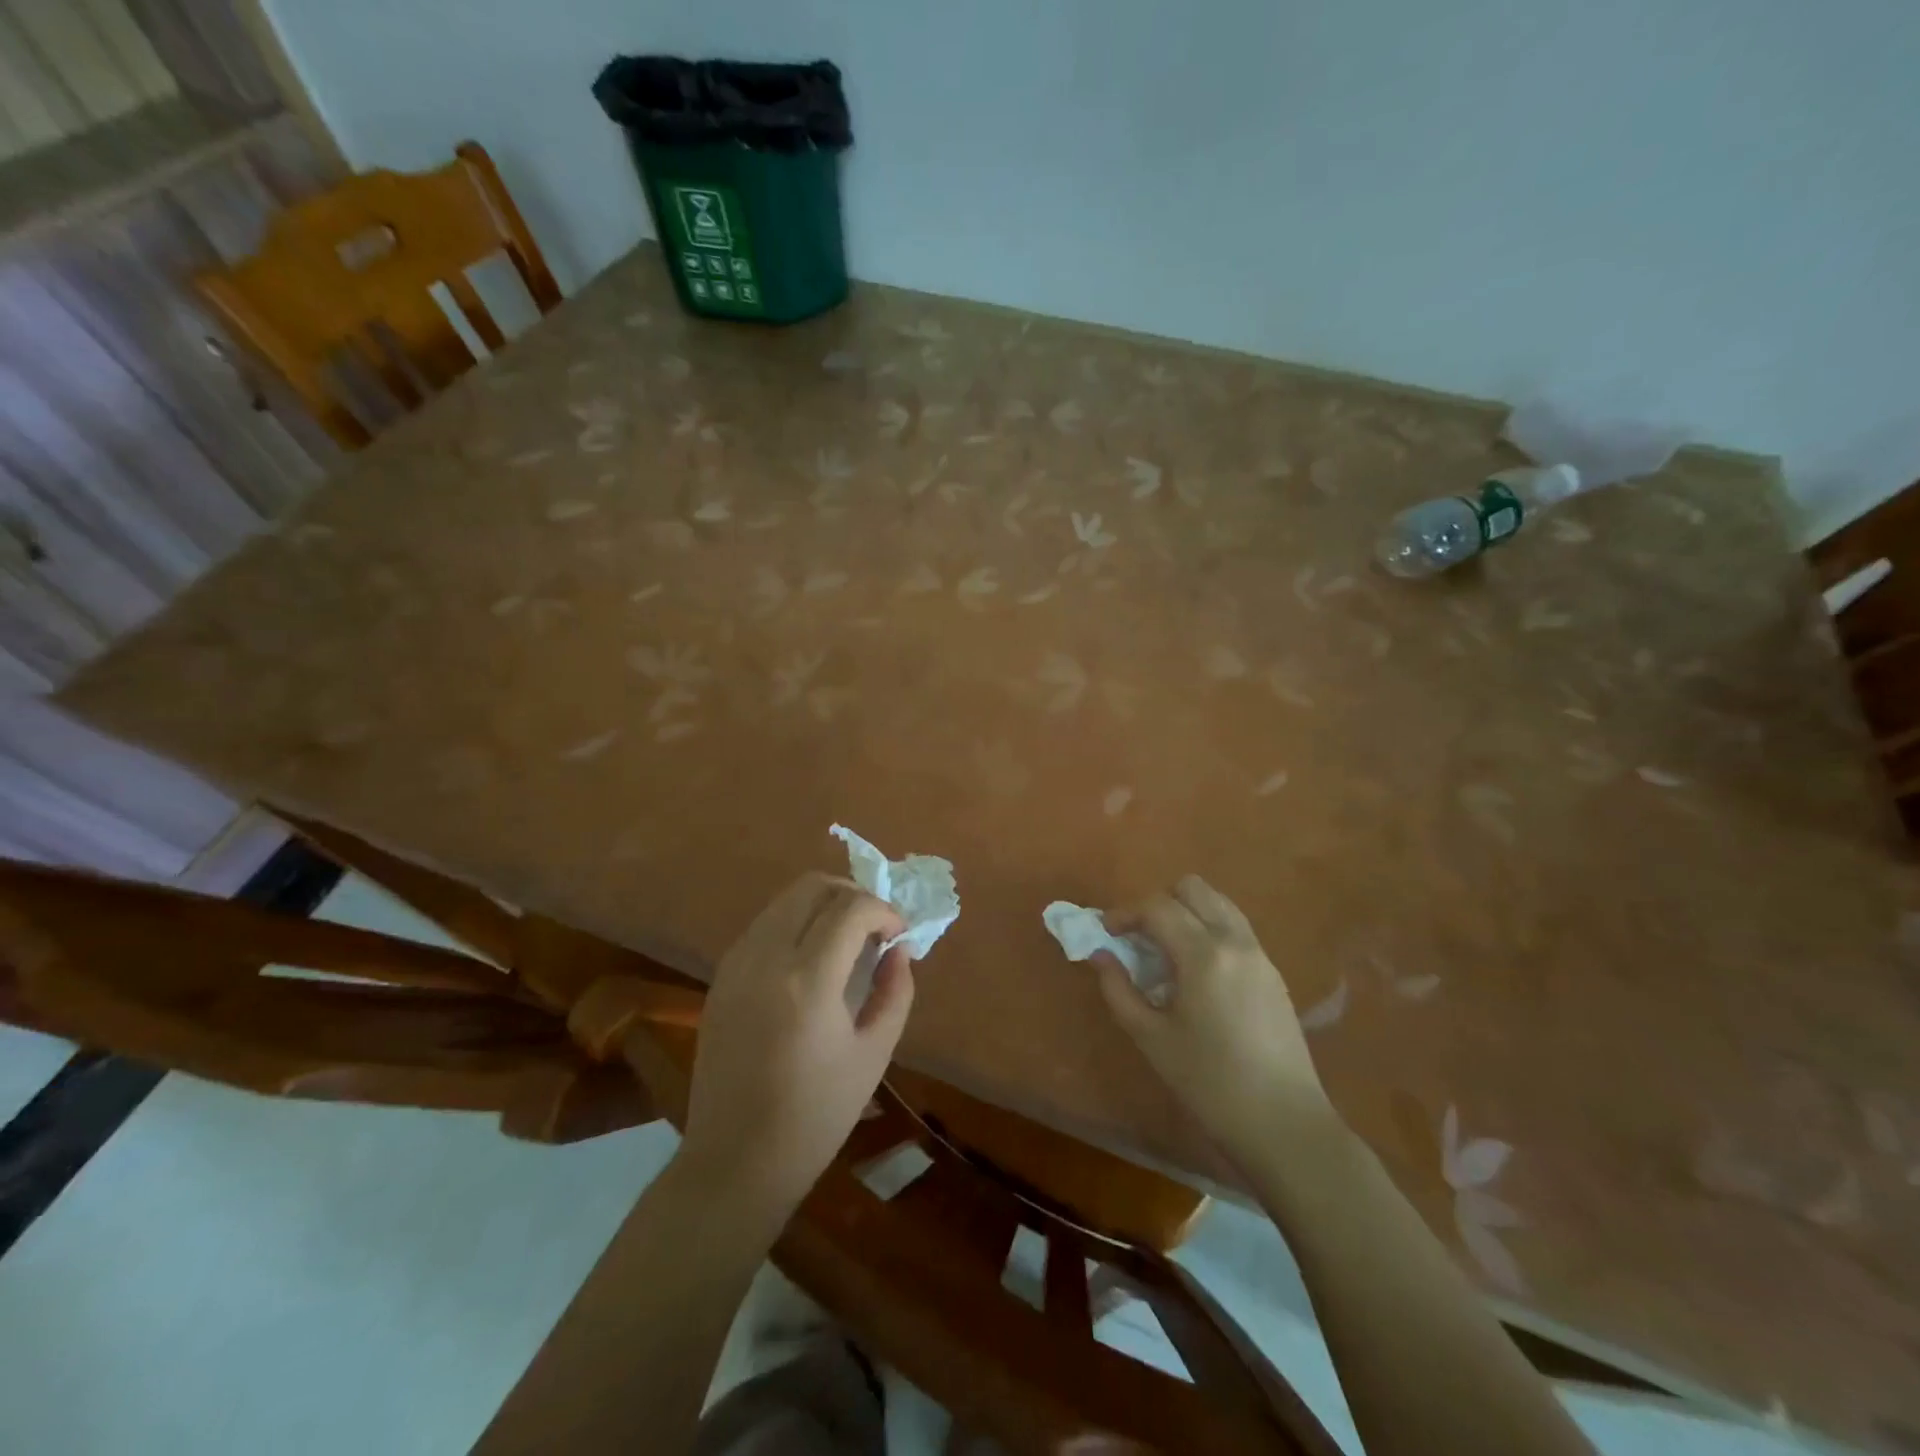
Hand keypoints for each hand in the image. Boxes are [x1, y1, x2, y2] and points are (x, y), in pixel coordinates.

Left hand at [679, 873, 914, 1209]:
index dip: (884, 911)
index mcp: (808, 981)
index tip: (899, 935)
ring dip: (823, 905)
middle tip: (875, 928)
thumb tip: (899, 950)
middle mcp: (766, 957)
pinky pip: (765, 924)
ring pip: (785, 899)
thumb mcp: (873, 1055)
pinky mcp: (721, 976)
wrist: (735, 1160)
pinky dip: (796, 923)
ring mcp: (736, 963)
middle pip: (813, 886)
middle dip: (853, 895)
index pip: (851, 908)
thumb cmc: (815, 1116)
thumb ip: (895, 991)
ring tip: (846, 940)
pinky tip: (812, 959)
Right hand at [1096, 875, 1335, 1165]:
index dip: (1124, 913)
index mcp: (1204, 954)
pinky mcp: (1273, 972)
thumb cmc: (1209, 1083)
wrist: (1284, 1123)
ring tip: (1165, 950)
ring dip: (1185, 912)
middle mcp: (1235, 941)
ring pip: (1218, 903)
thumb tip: (1100, 955)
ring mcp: (1259, 954)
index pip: (1157, 907)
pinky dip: (1207, 930)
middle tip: (1138, 937)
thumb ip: (1119, 990)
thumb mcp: (1151, 1038)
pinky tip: (1195, 972)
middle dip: (1158, 903)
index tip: (1105, 933)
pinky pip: (1234, 928)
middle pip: (1192, 888)